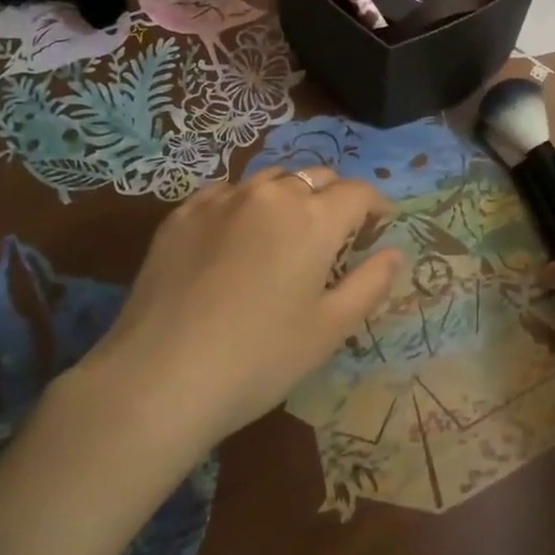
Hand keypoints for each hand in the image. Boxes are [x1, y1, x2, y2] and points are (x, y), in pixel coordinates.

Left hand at [91, 166, 403, 452]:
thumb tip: (394, 253)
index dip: (375, 206)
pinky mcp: (182, 213)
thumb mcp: (329, 330)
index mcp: (313, 217)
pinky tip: (235, 235)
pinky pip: (226, 192)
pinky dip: (244, 203)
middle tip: (334, 233)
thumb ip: (370, 283)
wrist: (159, 378)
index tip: (378, 225)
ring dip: (288, 195)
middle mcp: (271, 193)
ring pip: (270, 178)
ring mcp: (222, 199)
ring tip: (284, 230)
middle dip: (334, 197)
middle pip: (315, 176)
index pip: (358, 192)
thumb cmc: (259, 358)